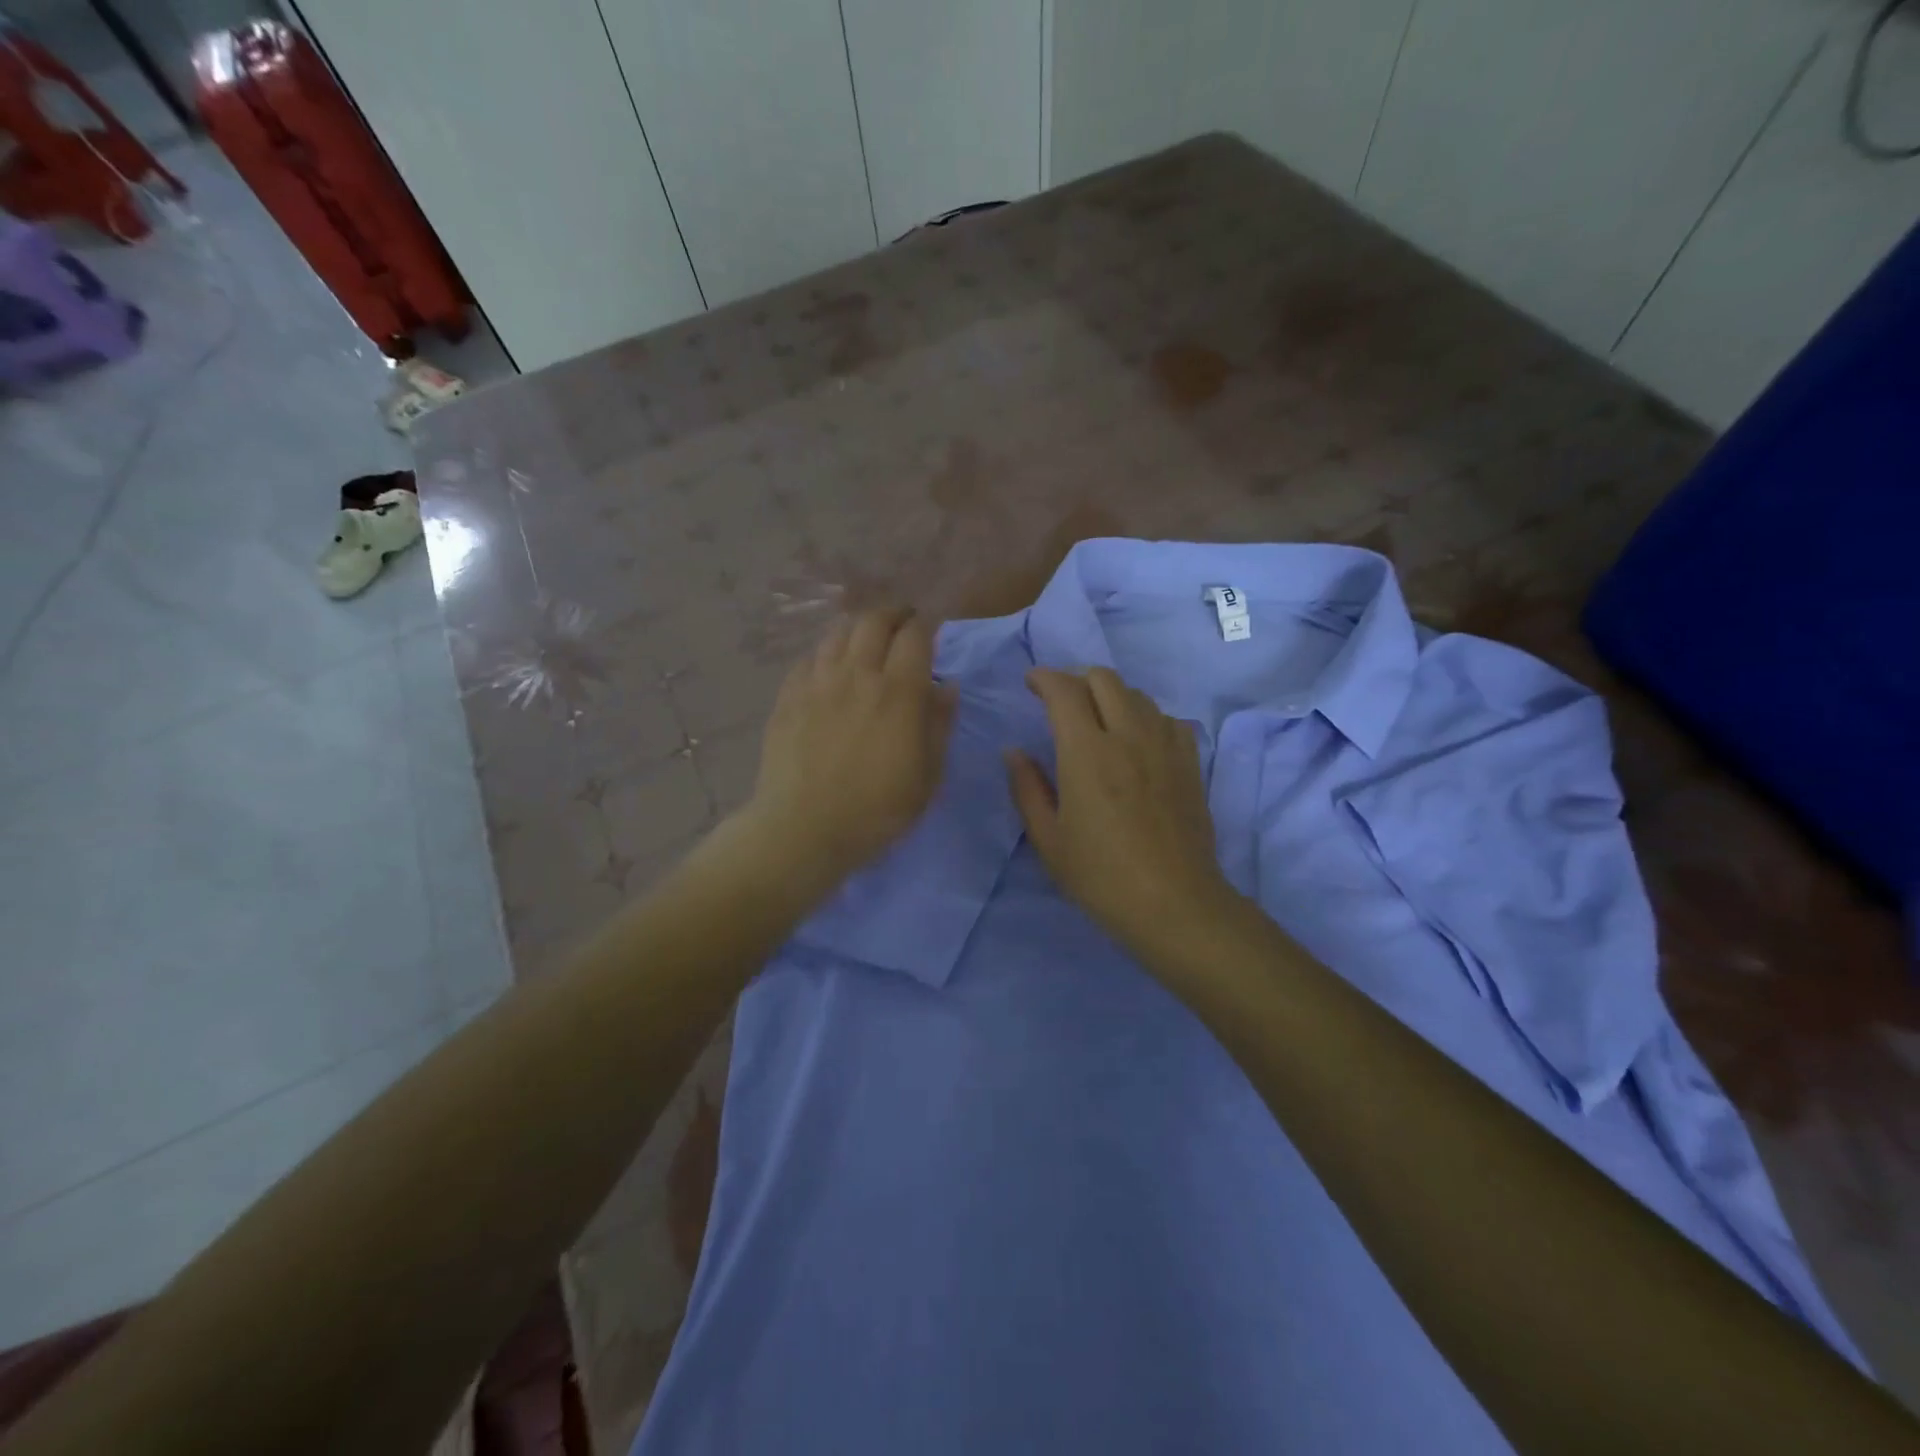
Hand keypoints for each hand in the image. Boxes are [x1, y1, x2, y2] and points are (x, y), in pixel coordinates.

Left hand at [740, 608, 955, 894]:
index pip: (915, 635)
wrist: (803, 829)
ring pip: (838, 633)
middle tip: (902, 624)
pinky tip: (829, 669)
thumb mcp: (928, 776)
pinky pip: (809, 658)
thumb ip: (940, 724)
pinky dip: (827, 653)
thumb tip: (946, 685)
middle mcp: (857, 674)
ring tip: (866, 641)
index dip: (927, 625)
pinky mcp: (787, 696)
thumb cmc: (876, 810)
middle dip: (893, 615)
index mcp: (898, 692)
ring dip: (859, 629)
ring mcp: (817, 682)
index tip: (932, 629)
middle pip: (874, 621)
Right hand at [1006, 667, 1240, 953]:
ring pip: (1137, 694)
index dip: (1043, 678)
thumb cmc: (1101, 876)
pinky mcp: (1189, 762)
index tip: (1031, 684)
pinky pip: (1167, 719)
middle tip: (1062, 702)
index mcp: (1087, 752)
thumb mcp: (1048, 839)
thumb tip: (1015, 751)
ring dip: (1111, 696)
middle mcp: (1128, 735)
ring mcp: (1164, 746)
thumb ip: (1027, 788)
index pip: (1064, 690)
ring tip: (1099, 721)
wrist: (1174, 903)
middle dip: (1076, 679)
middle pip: (1103, 678)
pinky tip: (1138, 742)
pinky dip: (1146, 718)